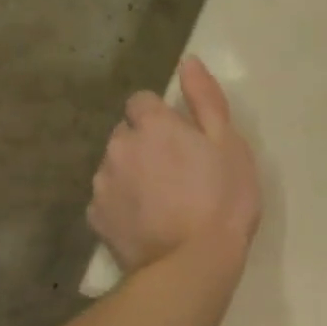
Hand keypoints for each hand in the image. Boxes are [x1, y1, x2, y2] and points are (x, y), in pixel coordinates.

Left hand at [88, 57, 260, 275]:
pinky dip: (124, 204)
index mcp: (153, 125)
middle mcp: (119, 147)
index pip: (142, 101)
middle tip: (180, 171)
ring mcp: (103, 184)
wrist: (193, 263)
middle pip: (127, 133)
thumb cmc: (223, 199)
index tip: (185, 139)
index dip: (162, 116)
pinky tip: (148, 221)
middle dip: (146, 144)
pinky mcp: (97, 218)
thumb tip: (187, 61)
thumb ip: (206, 100)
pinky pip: (108, 199)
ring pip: (115, 165)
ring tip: (164, 200)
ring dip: (133, 172)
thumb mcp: (230, 144)